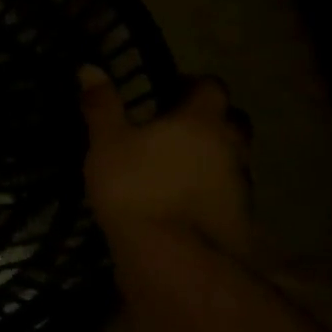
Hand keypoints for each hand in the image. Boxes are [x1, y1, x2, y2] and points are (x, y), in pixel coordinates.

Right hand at [80, 66, 252, 261]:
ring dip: (214, 159)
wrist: (174, 264)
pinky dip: (212, 194)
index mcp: (201, 121)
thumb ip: (102, 105)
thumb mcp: (107, 143)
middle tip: (178, 127)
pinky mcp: (241, 225)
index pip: (212, 87)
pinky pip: (229, 197)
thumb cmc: (137, 189)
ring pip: (234, 161)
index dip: (193, 85)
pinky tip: (185, 203)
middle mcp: (231, 148)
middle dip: (211, 121)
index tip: (169, 91)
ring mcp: (241, 189)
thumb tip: (89, 67)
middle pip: (233, 122)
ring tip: (179, 167)